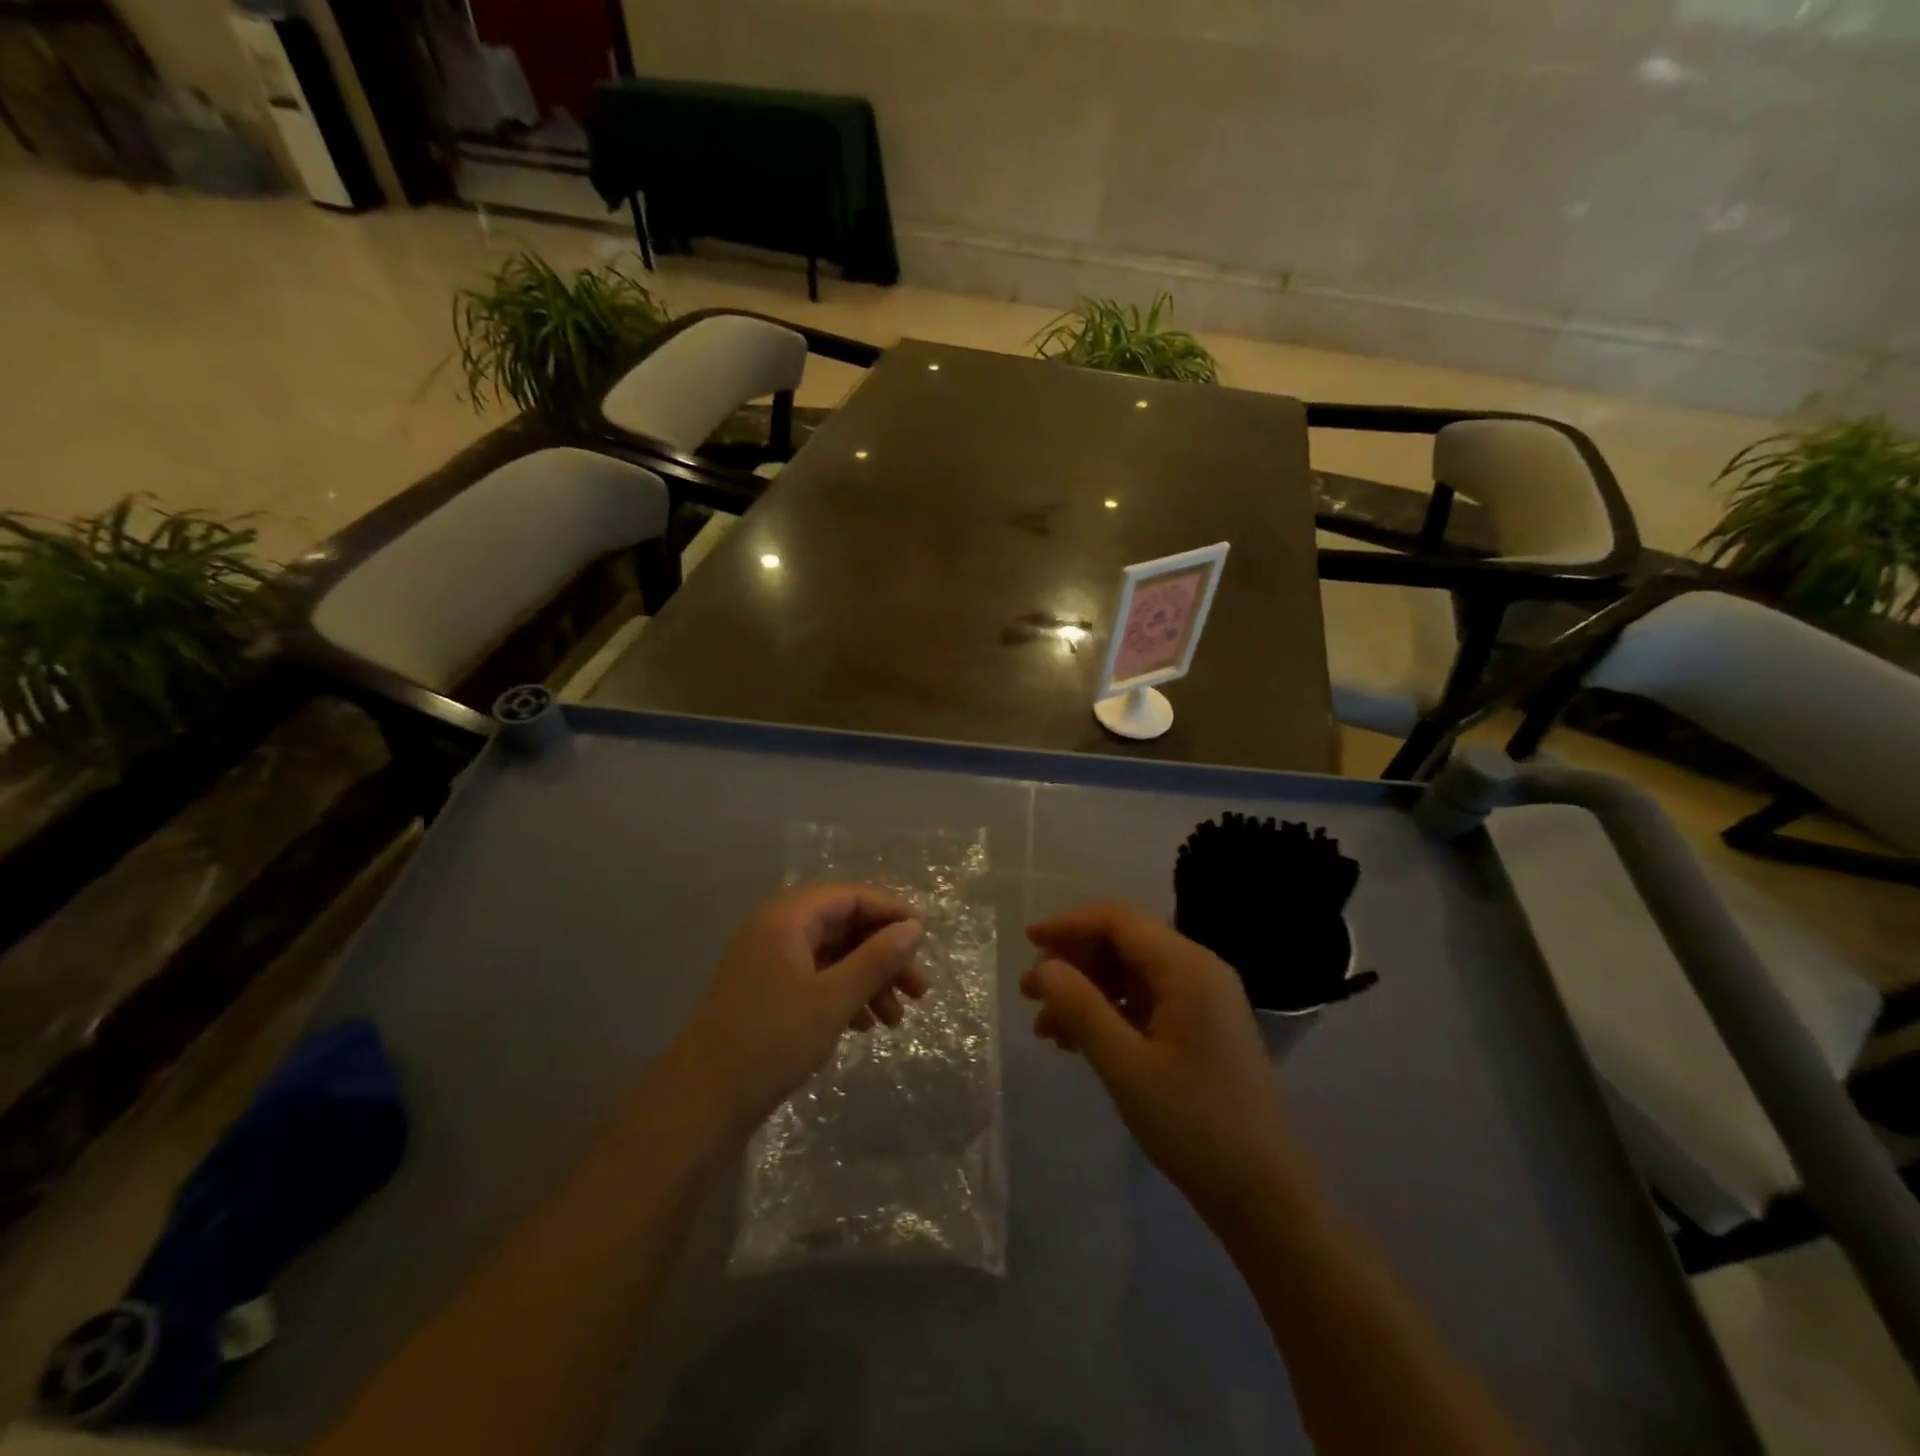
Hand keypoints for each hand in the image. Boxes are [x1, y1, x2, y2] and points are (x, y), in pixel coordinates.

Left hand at [673, 884, 927, 1139]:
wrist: (702, 1102)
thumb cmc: (772, 1041)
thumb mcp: (834, 999)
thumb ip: (877, 959)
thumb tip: (914, 927)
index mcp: (787, 917)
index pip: (850, 896)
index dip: (891, 913)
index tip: (924, 940)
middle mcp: (776, 928)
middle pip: (844, 926)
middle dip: (884, 955)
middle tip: (919, 990)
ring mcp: (768, 960)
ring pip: (833, 955)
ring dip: (868, 980)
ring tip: (895, 1020)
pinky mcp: (766, 989)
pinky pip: (815, 977)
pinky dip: (844, 994)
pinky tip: (863, 1025)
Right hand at [1022, 902, 1301, 1224]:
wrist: (1263, 1194)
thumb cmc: (1193, 1125)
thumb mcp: (1126, 1067)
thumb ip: (1081, 1009)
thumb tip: (1043, 967)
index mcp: (1187, 968)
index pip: (1119, 921)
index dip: (1069, 924)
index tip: (1027, 942)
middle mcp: (1199, 970)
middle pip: (1124, 943)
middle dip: (1074, 962)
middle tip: (1030, 993)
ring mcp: (1203, 999)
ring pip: (1131, 973)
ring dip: (1087, 990)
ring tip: (1046, 1027)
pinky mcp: (1201, 1026)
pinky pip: (1146, 1000)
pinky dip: (1110, 1012)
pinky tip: (1079, 1041)